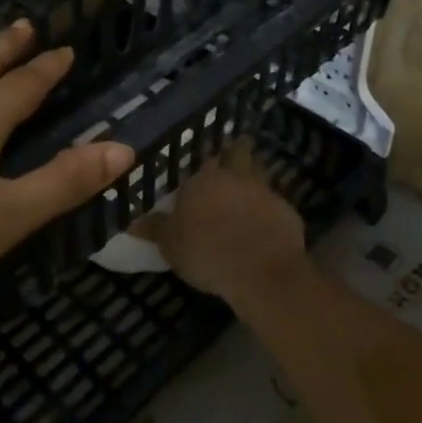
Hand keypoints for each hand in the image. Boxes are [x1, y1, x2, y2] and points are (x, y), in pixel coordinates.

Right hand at [136, 141, 307, 306]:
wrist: (261, 270)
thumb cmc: (206, 252)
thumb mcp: (170, 245)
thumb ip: (155, 229)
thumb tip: (134, 221)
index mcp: (204, 180)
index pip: (203, 160)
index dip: (204, 164)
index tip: (203, 168)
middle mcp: (235, 177)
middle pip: (238, 152)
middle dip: (235, 152)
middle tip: (232, 157)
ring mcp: (265, 191)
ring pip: (260, 173)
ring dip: (254, 177)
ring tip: (247, 190)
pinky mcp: (287, 211)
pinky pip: (275, 204)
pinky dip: (269, 210)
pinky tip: (265, 223)